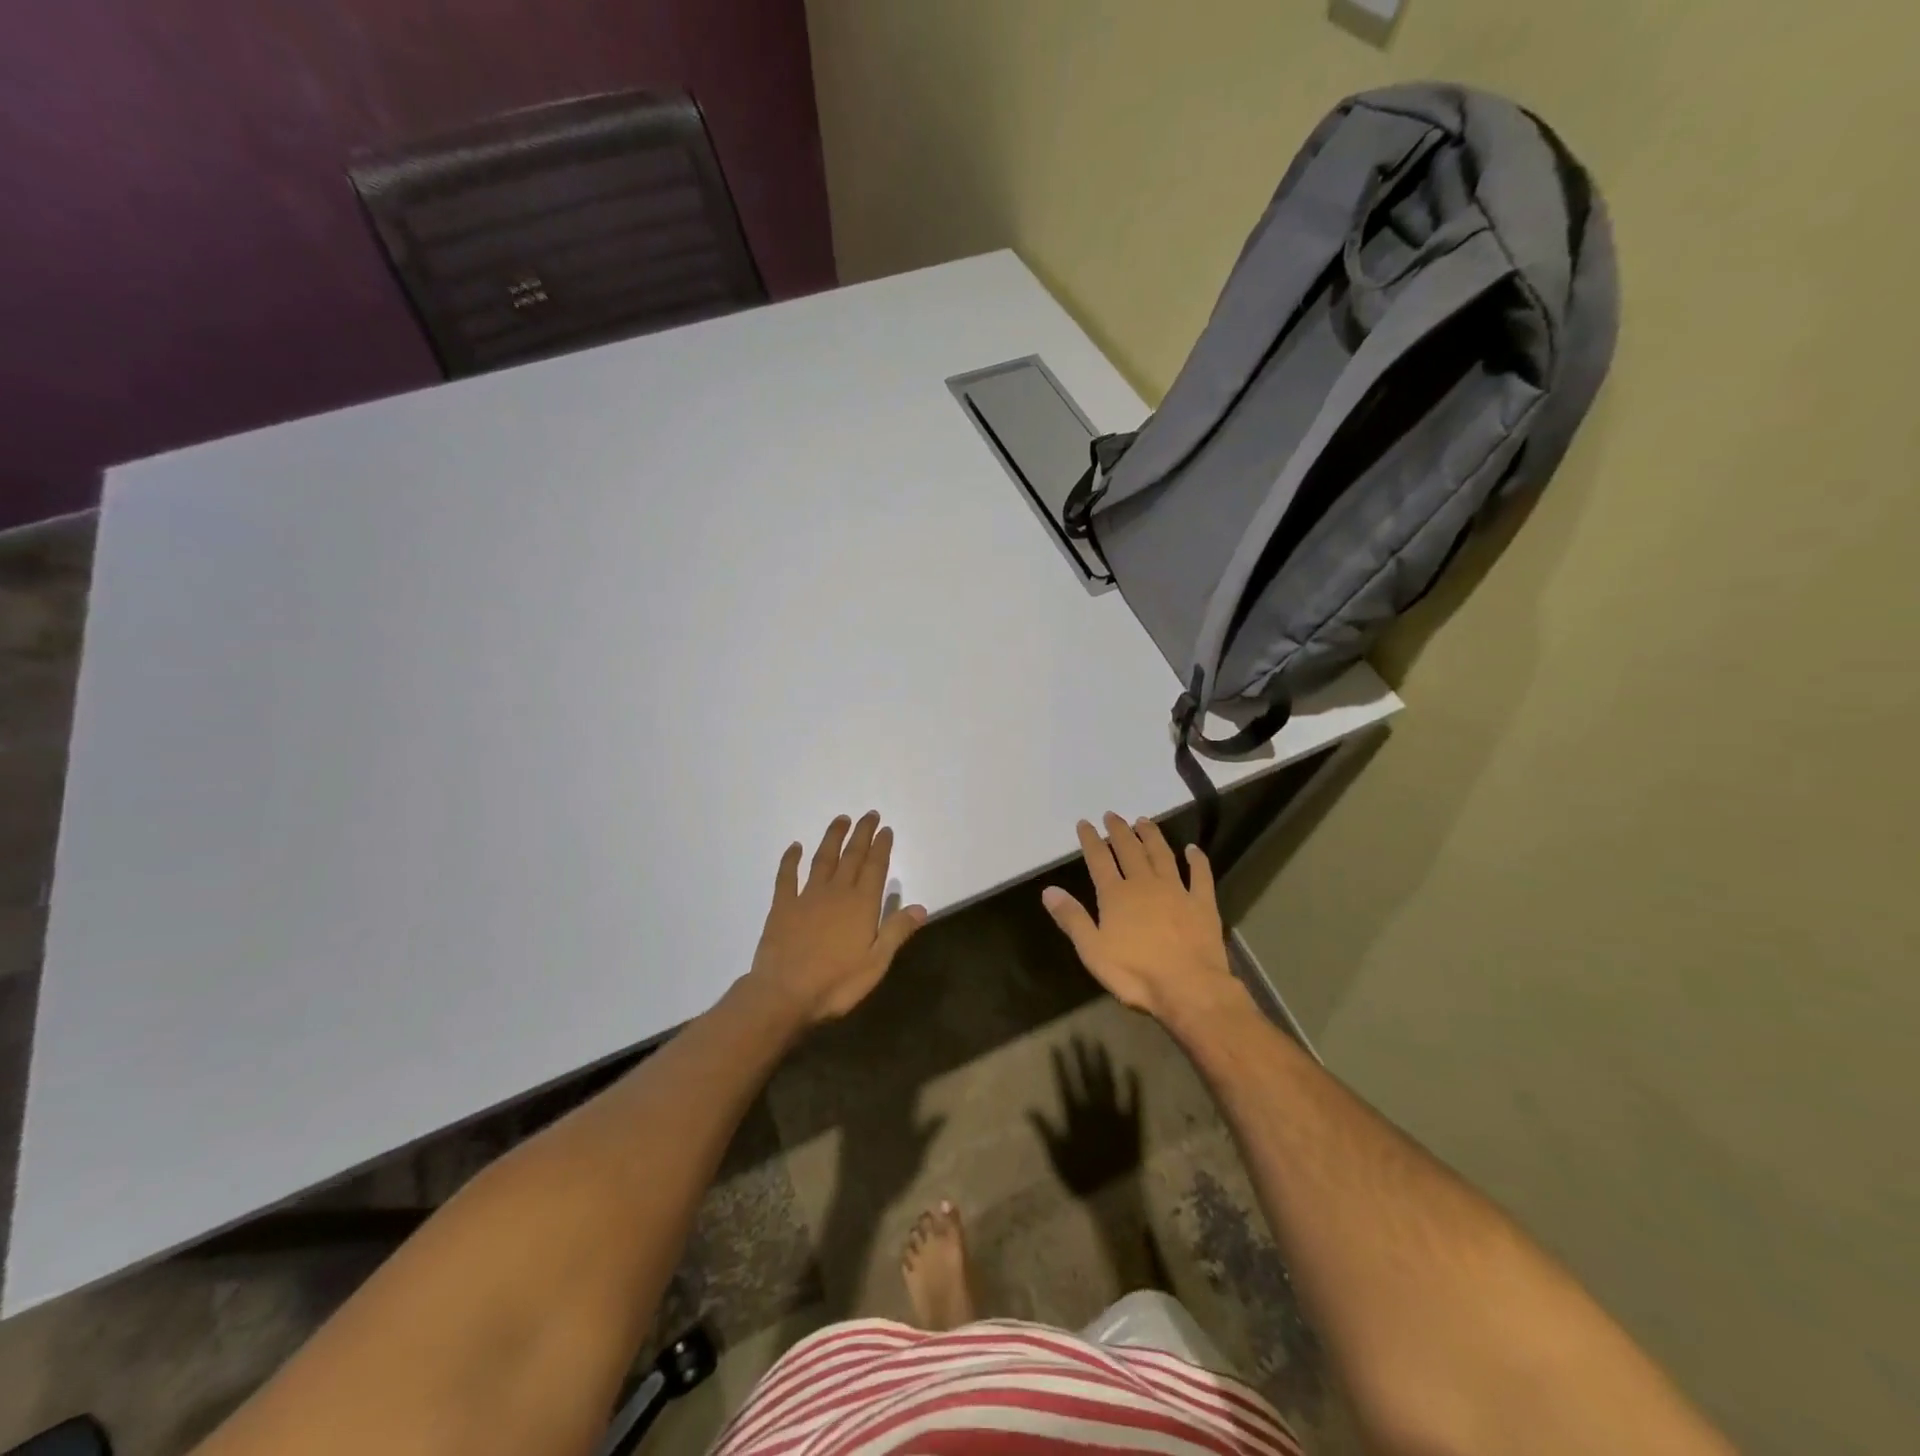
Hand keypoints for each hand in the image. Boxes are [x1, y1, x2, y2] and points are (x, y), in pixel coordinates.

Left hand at [747, 811, 926, 1024]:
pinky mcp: (783, 906)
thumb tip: (920, 907)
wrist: (783, 994)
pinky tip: (795, 847)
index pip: (876, 868)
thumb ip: (896, 932)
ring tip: (841, 820)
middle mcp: (836, 892)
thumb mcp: (876, 963)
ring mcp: (807, 897)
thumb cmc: (836, 983)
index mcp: (862, 905)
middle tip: (869, 814)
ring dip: (833, 838)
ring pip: (823, 859)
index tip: (885, 829)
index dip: (881, 847)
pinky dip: (791, 860)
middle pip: (852, 856)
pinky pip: (787, 876)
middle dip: (862, 834)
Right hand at [1028, 1038, 1143, 1197]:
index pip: (1067, 1083)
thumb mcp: (1057, 1155)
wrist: (1114, 1195)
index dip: (1062, 1064)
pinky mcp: (1133, 1123)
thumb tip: (1029, 1108)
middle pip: (1087, 1077)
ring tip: (1099, 1044)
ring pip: (1108, 1082)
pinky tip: (1131, 1068)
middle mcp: (1095, 1109)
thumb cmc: (1082, 1177)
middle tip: (1079, 1035)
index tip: (1058, 1045)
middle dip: (1082, 1055)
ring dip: (1103, 1063)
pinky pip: (1134, 1100)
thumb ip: (1045, 1130)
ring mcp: (1115, 1114)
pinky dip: (1132, 1084)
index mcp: (1076, 1116)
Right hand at [1041, 813, 1238, 1021]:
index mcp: (1116, 896)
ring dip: (1152, 836)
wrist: (1188, 987)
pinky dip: (1197, 860)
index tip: (1084, 823)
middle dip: (1119, 831)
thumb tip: (1048, 890)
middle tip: (1113, 815)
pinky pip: (1200, 875)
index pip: (1099, 860)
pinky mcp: (1202, 904)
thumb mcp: (1092, 950)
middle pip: (1130, 850)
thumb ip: (1072, 918)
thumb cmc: (1135, 973)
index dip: (1090, 840)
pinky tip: (1193, 849)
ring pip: (1162, 855)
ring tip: (1144, 821)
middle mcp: (1145, 885)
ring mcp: (1176, 891)